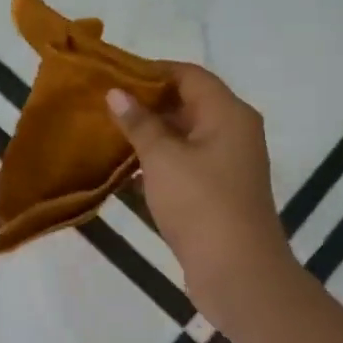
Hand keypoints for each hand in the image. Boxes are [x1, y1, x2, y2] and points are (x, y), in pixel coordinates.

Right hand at [105, 65, 297, 313]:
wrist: (238, 272)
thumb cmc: (200, 204)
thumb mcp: (162, 158)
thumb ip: (139, 123)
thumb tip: (116, 92)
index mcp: (228, 113)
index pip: (188, 74)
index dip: (151, 70)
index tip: (113, 75)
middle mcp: (233, 131)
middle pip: (188, 102)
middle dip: (147, 101)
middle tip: (105, 103)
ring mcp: (227, 162)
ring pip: (184, 134)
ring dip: (150, 132)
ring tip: (108, 130)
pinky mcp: (218, 189)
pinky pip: (185, 160)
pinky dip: (159, 159)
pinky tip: (126, 166)